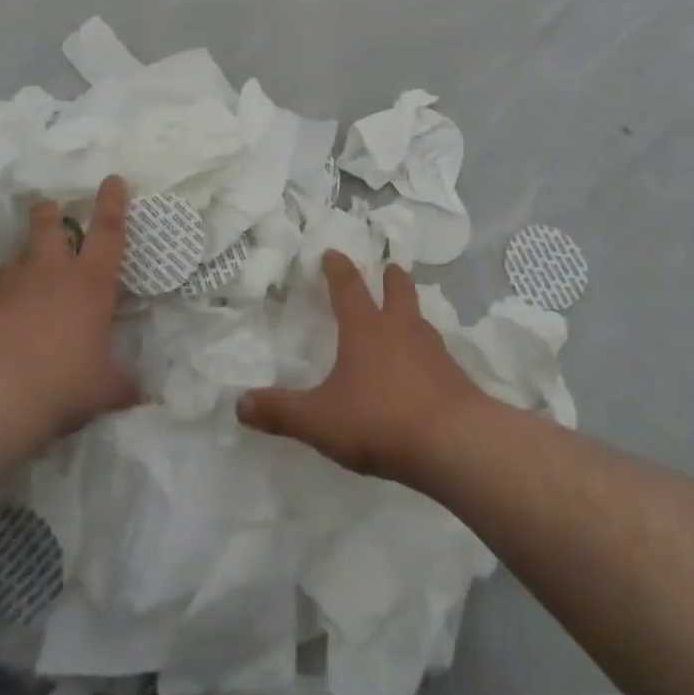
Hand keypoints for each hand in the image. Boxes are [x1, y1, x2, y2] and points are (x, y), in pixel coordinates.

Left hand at [0, 176, 140, 439]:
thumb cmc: (63, 381)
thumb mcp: (104, 388)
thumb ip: (123, 386)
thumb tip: (146, 399)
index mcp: (90, 282)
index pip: (108, 231)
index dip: (112, 202)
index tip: (112, 179)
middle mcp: (50, 274)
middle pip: (49, 228)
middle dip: (49, 214)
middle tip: (47, 205)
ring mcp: (10, 289)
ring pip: (16, 260)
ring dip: (22, 261)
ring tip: (24, 272)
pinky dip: (0, 304)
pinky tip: (1, 324)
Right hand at [236, 250, 486, 481]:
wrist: (453, 442)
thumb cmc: (379, 419)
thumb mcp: (319, 420)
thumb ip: (281, 411)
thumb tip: (239, 405)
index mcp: (365, 328)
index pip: (348, 287)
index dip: (338, 268)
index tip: (332, 253)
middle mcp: (401, 329)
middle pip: (398, 290)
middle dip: (390, 277)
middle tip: (388, 267)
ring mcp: (433, 351)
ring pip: (420, 319)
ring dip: (410, 313)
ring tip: (405, 317)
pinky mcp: (454, 377)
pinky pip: (436, 354)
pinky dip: (426, 351)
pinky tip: (424, 368)